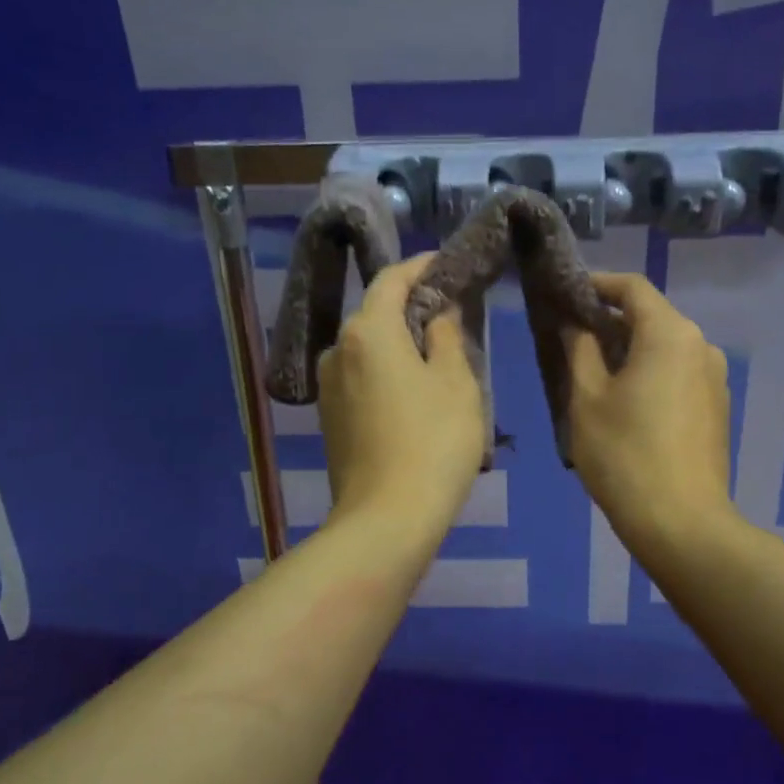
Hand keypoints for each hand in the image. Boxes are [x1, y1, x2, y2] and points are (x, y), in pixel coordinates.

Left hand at [318, 252, 485, 542]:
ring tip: (435, 356)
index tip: (446, 263)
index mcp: (367, 331)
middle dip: (411, 307)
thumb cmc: (432, 442)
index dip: (421, 266)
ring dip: (399, 344)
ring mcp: (327, 387)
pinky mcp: (329, 419)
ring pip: (368, 349)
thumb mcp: (456, 383)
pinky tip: (413, 393)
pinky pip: (361, 379)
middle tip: (451, 313)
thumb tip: (437, 314)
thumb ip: (447, 336)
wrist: (386, 519)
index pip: (392, 279)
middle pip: (376, 314)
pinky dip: (386, 373)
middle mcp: (337, 350)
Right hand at [565, 273, 735, 558]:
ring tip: (595, 373)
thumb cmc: (624, 454)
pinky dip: (650, 373)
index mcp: (670, 333)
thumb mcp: (587, 398)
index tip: (566, 294)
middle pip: (652, 316)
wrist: (681, 522)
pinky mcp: (717, 407)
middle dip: (611, 320)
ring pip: (666, 347)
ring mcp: (715, 378)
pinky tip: (626, 402)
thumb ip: (579, 349)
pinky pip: (679, 373)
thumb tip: (574, 323)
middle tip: (572, 337)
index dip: (597, 284)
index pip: (632, 287)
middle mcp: (701, 345)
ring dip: (631, 349)